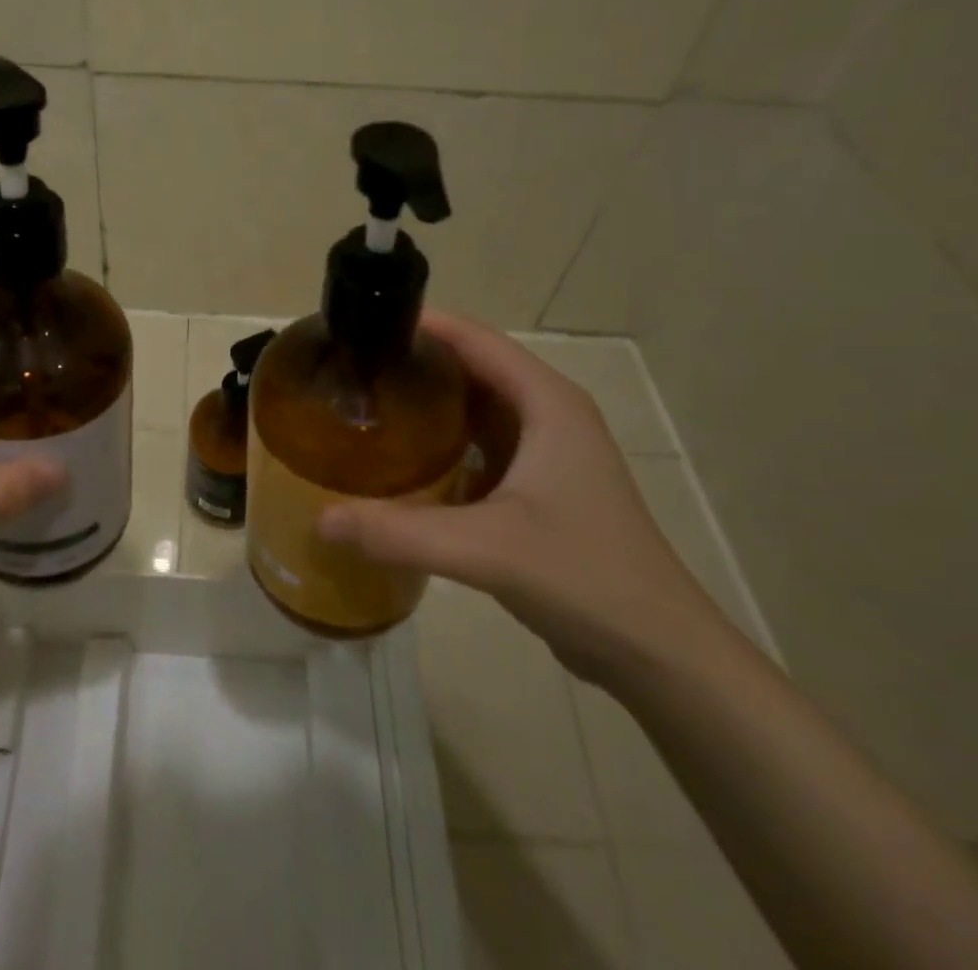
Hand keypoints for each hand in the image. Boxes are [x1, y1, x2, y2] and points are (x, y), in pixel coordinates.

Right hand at [318, 311, 727, 683]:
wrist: (658, 653)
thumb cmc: (585, 577)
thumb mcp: (487, 549)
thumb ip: (400, 532)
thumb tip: (319, 520)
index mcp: (546, 402)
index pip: (474, 338)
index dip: (419, 324)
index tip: (360, 325)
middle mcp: (547, 414)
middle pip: (470, 367)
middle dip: (413, 363)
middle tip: (349, 370)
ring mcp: (544, 452)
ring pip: (474, 408)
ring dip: (426, 403)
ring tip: (364, 406)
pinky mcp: (537, 487)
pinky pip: (478, 445)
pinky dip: (440, 442)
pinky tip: (399, 461)